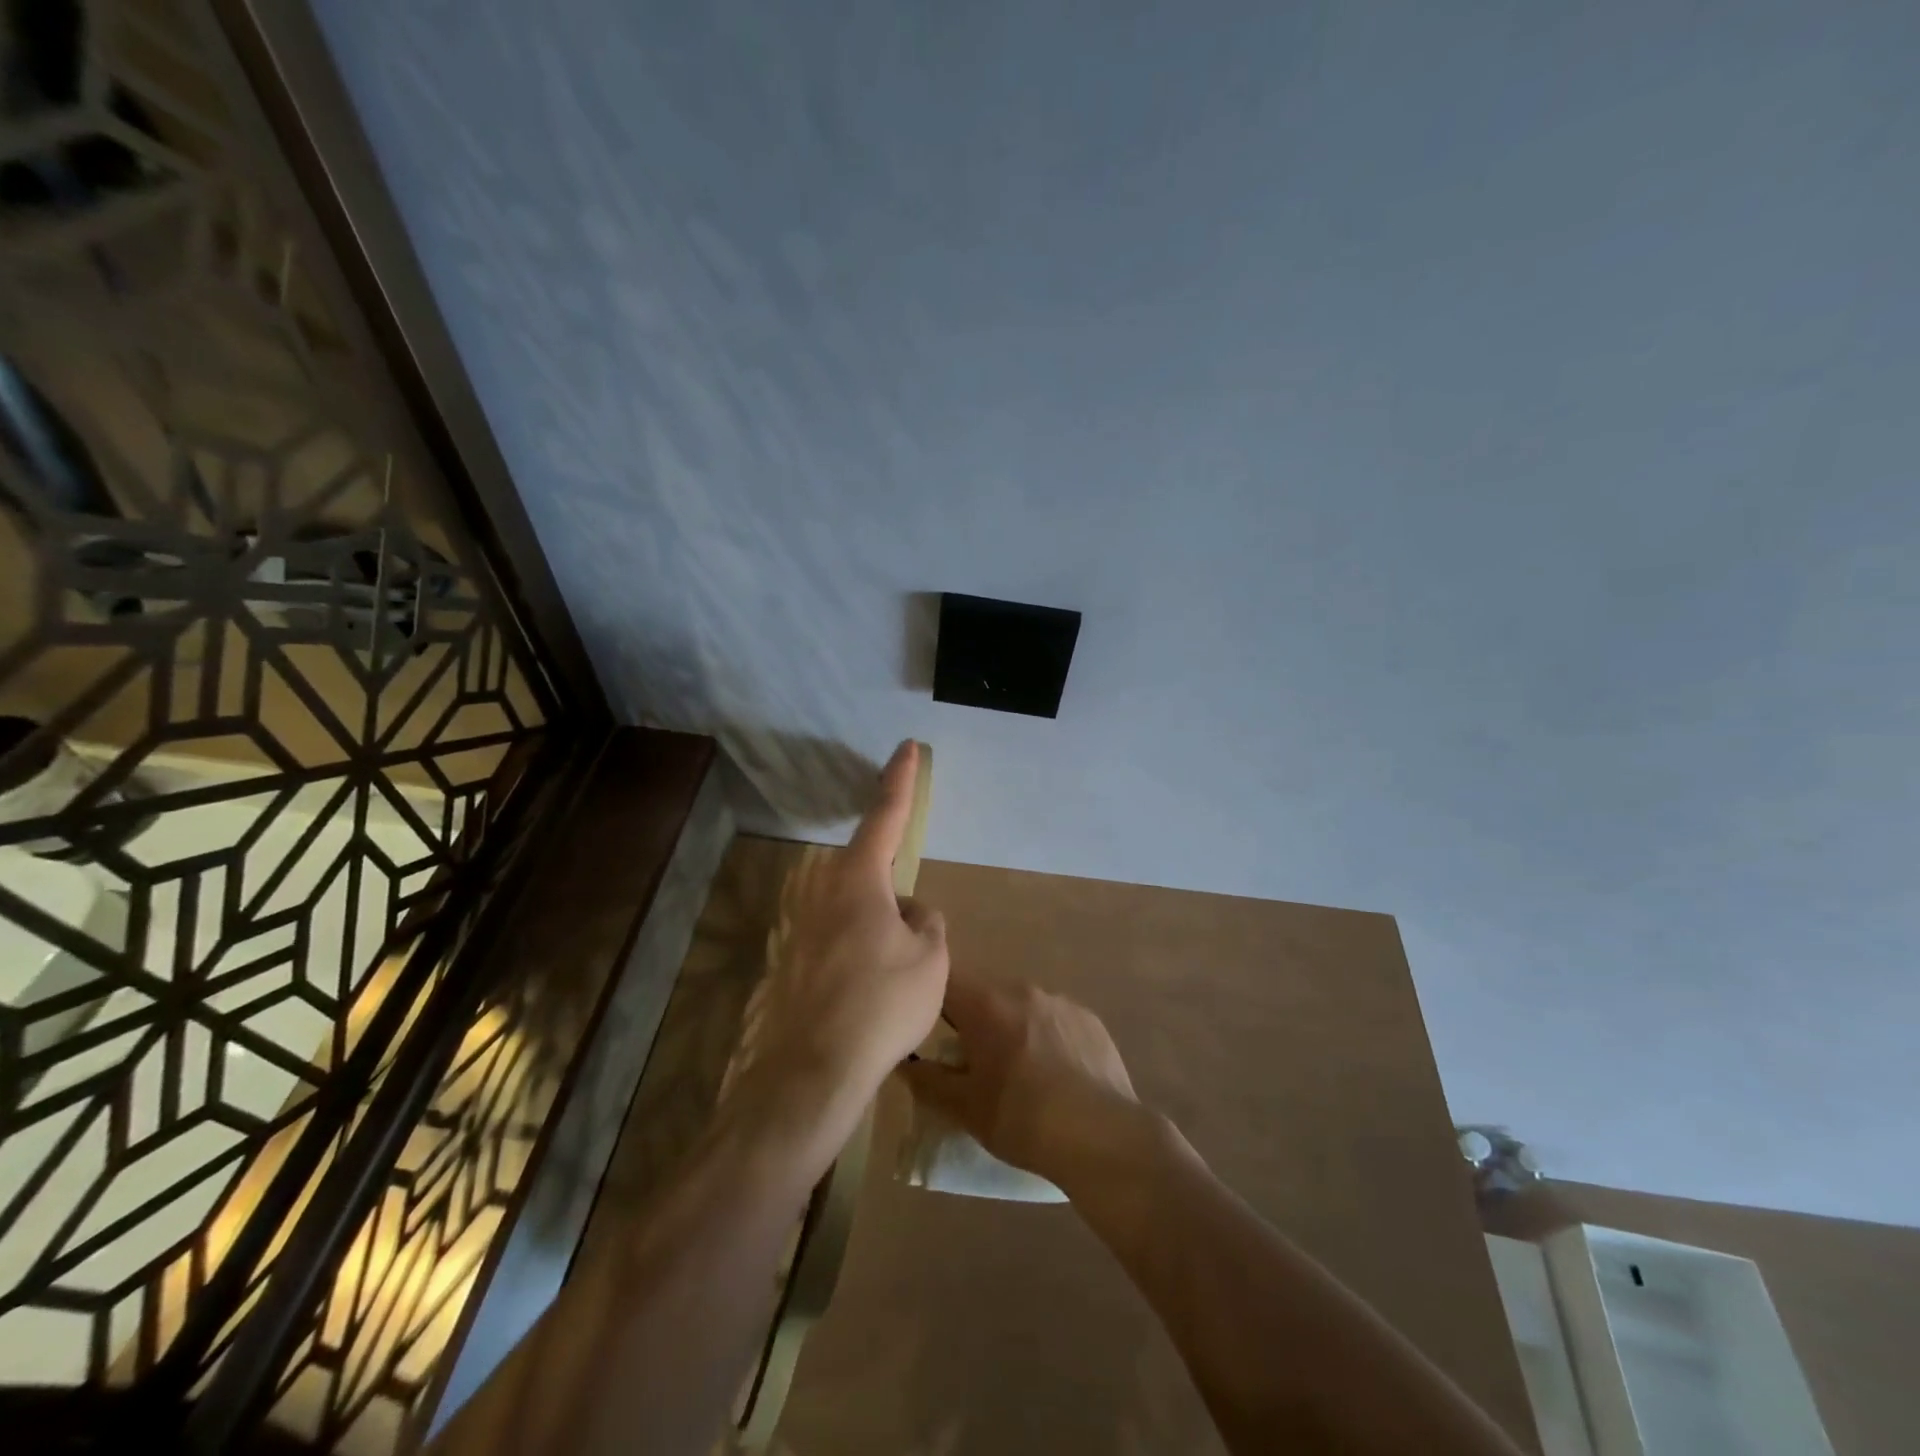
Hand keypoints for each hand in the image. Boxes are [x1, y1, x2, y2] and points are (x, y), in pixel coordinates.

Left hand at [755, 741, 948, 1104]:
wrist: (813, 1071)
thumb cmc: (882, 1003)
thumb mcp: (931, 958)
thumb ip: (927, 921)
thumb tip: (911, 912)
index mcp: (858, 878)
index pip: (885, 815)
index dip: (900, 779)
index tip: (906, 746)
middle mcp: (823, 891)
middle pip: (870, 872)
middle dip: (896, 896)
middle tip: (915, 941)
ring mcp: (803, 925)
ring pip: (858, 911)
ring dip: (882, 933)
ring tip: (897, 980)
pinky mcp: (794, 958)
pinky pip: (842, 940)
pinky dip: (863, 956)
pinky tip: (871, 997)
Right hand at [902, 970, 1141, 1189]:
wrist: (1102, 1136)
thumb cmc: (1023, 1120)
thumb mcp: (966, 1109)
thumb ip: (929, 1082)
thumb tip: (904, 1065)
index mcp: (987, 1004)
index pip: (946, 981)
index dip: (934, 1000)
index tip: (931, 1029)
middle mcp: (1023, 989)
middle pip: (985, 994)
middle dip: (975, 1021)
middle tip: (974, 1063)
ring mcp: (1060, 1001)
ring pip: (1021, 1006)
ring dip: (1012, 1028)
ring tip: (1020, 1073)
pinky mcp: (1090, 1019)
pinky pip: (1055, 1019)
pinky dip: (1047, 1037)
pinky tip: (1056, 1075)